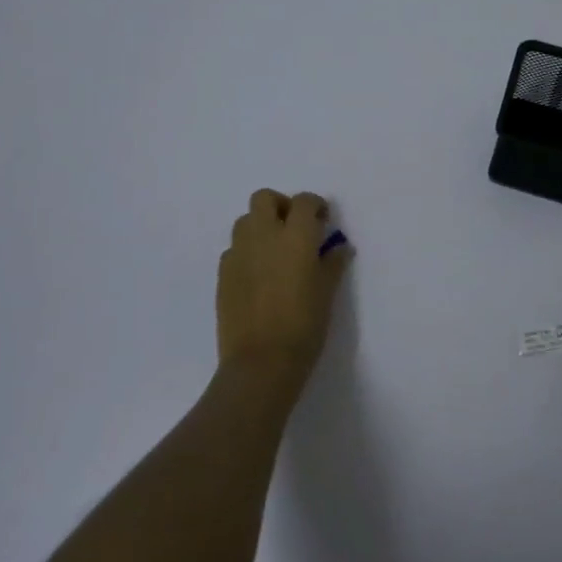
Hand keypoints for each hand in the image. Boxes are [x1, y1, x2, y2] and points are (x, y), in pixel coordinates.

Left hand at [216, 189, 352, 387]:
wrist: (261, 362)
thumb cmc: (304, 326)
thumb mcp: (327, 293)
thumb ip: (332, 264)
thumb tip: (339, 248)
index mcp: (295, 236)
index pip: (304, 202)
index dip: (315, 206)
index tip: (323, 221)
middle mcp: (264, 236)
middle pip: (265, 198)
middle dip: (281, 206)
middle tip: (294, 228)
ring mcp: (239, 253)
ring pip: (245, 221)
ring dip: (261, 226)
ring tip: (275, 251)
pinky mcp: (223, 273)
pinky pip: (234, 249)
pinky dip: (247, 252)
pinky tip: (258, 275)